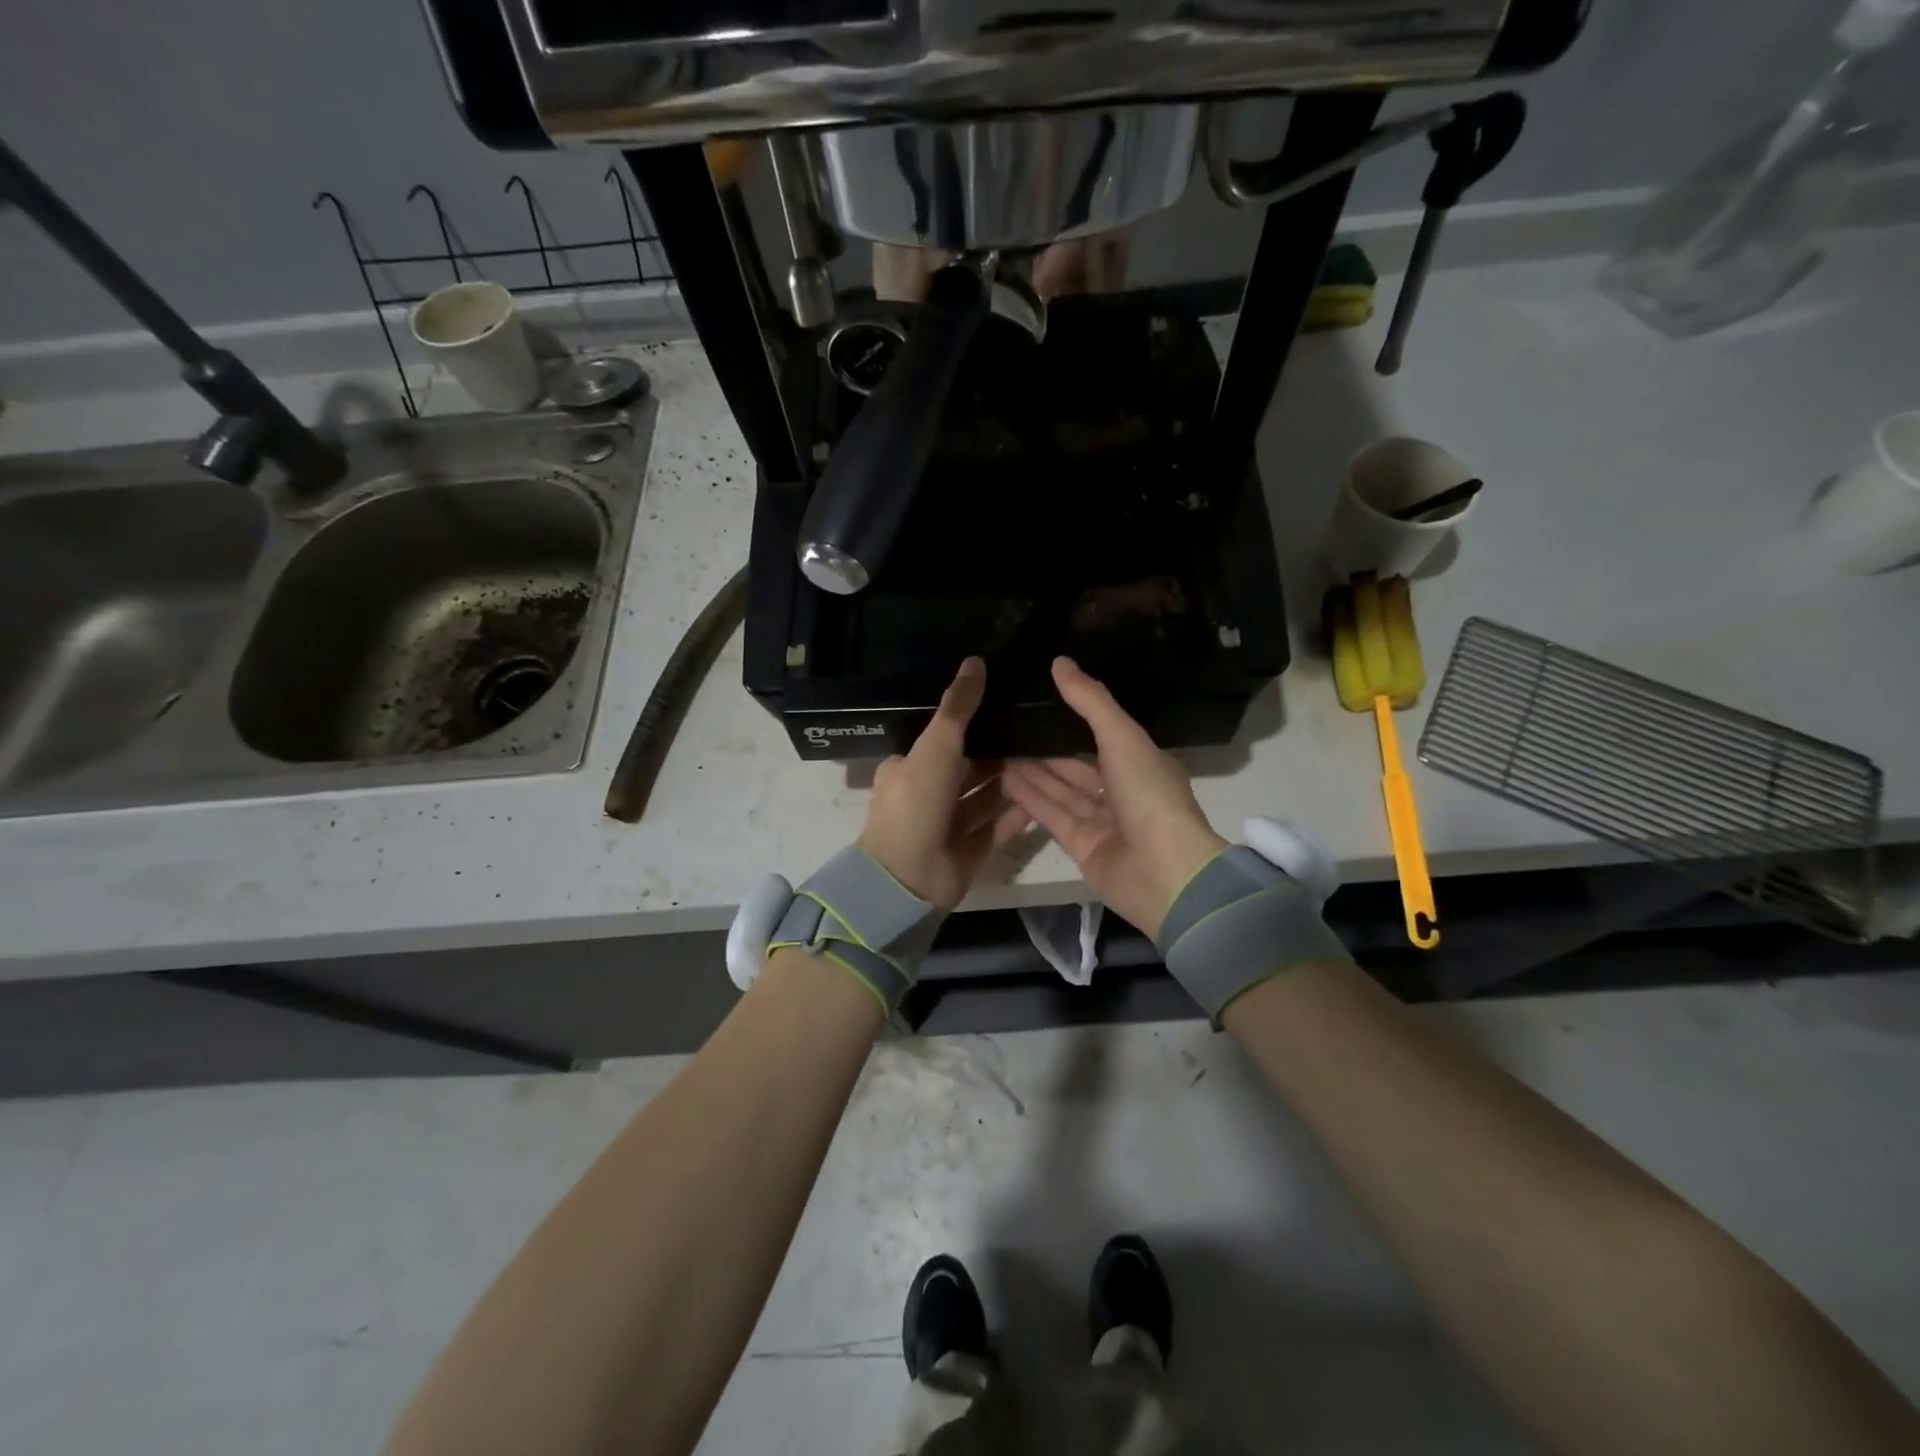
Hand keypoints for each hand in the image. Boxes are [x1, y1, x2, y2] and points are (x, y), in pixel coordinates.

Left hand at [858, 658, 1029, 911]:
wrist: (908, 877)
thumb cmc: (917, 802)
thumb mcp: (936, 746)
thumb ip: (958, 707)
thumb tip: (975, 661)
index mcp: (910, 769)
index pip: (944, 741)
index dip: (973, 727)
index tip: (1007, 708)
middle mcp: (928, 796)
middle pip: (969, 770)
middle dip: (998, 754)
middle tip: (1037, 732)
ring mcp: (948, 827)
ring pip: (985, 799)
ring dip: (1010, 782)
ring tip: (1048, 758)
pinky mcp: (968, 852)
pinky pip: (997, 827)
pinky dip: (1016, 814)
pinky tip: (1045, 797)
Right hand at [1003, 658, 1227, 939]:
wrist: (1164, 872)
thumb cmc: (1148, 795)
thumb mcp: (1122, 737)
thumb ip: (1090, 701)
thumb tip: (1059, 661)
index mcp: (1142, 763)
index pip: (1104, 736)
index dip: (1073, 719)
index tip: (1039, 701)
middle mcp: (1122, 791)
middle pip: (1076, 766)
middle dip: (1044, 749)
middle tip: (1007, 728)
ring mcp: (1102, 822)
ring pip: (1061, 791)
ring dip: (1031, 772)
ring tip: (996, 749)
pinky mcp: (1082, 847)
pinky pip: (1052, 816)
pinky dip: (1030, 799)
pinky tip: (1002, 778)